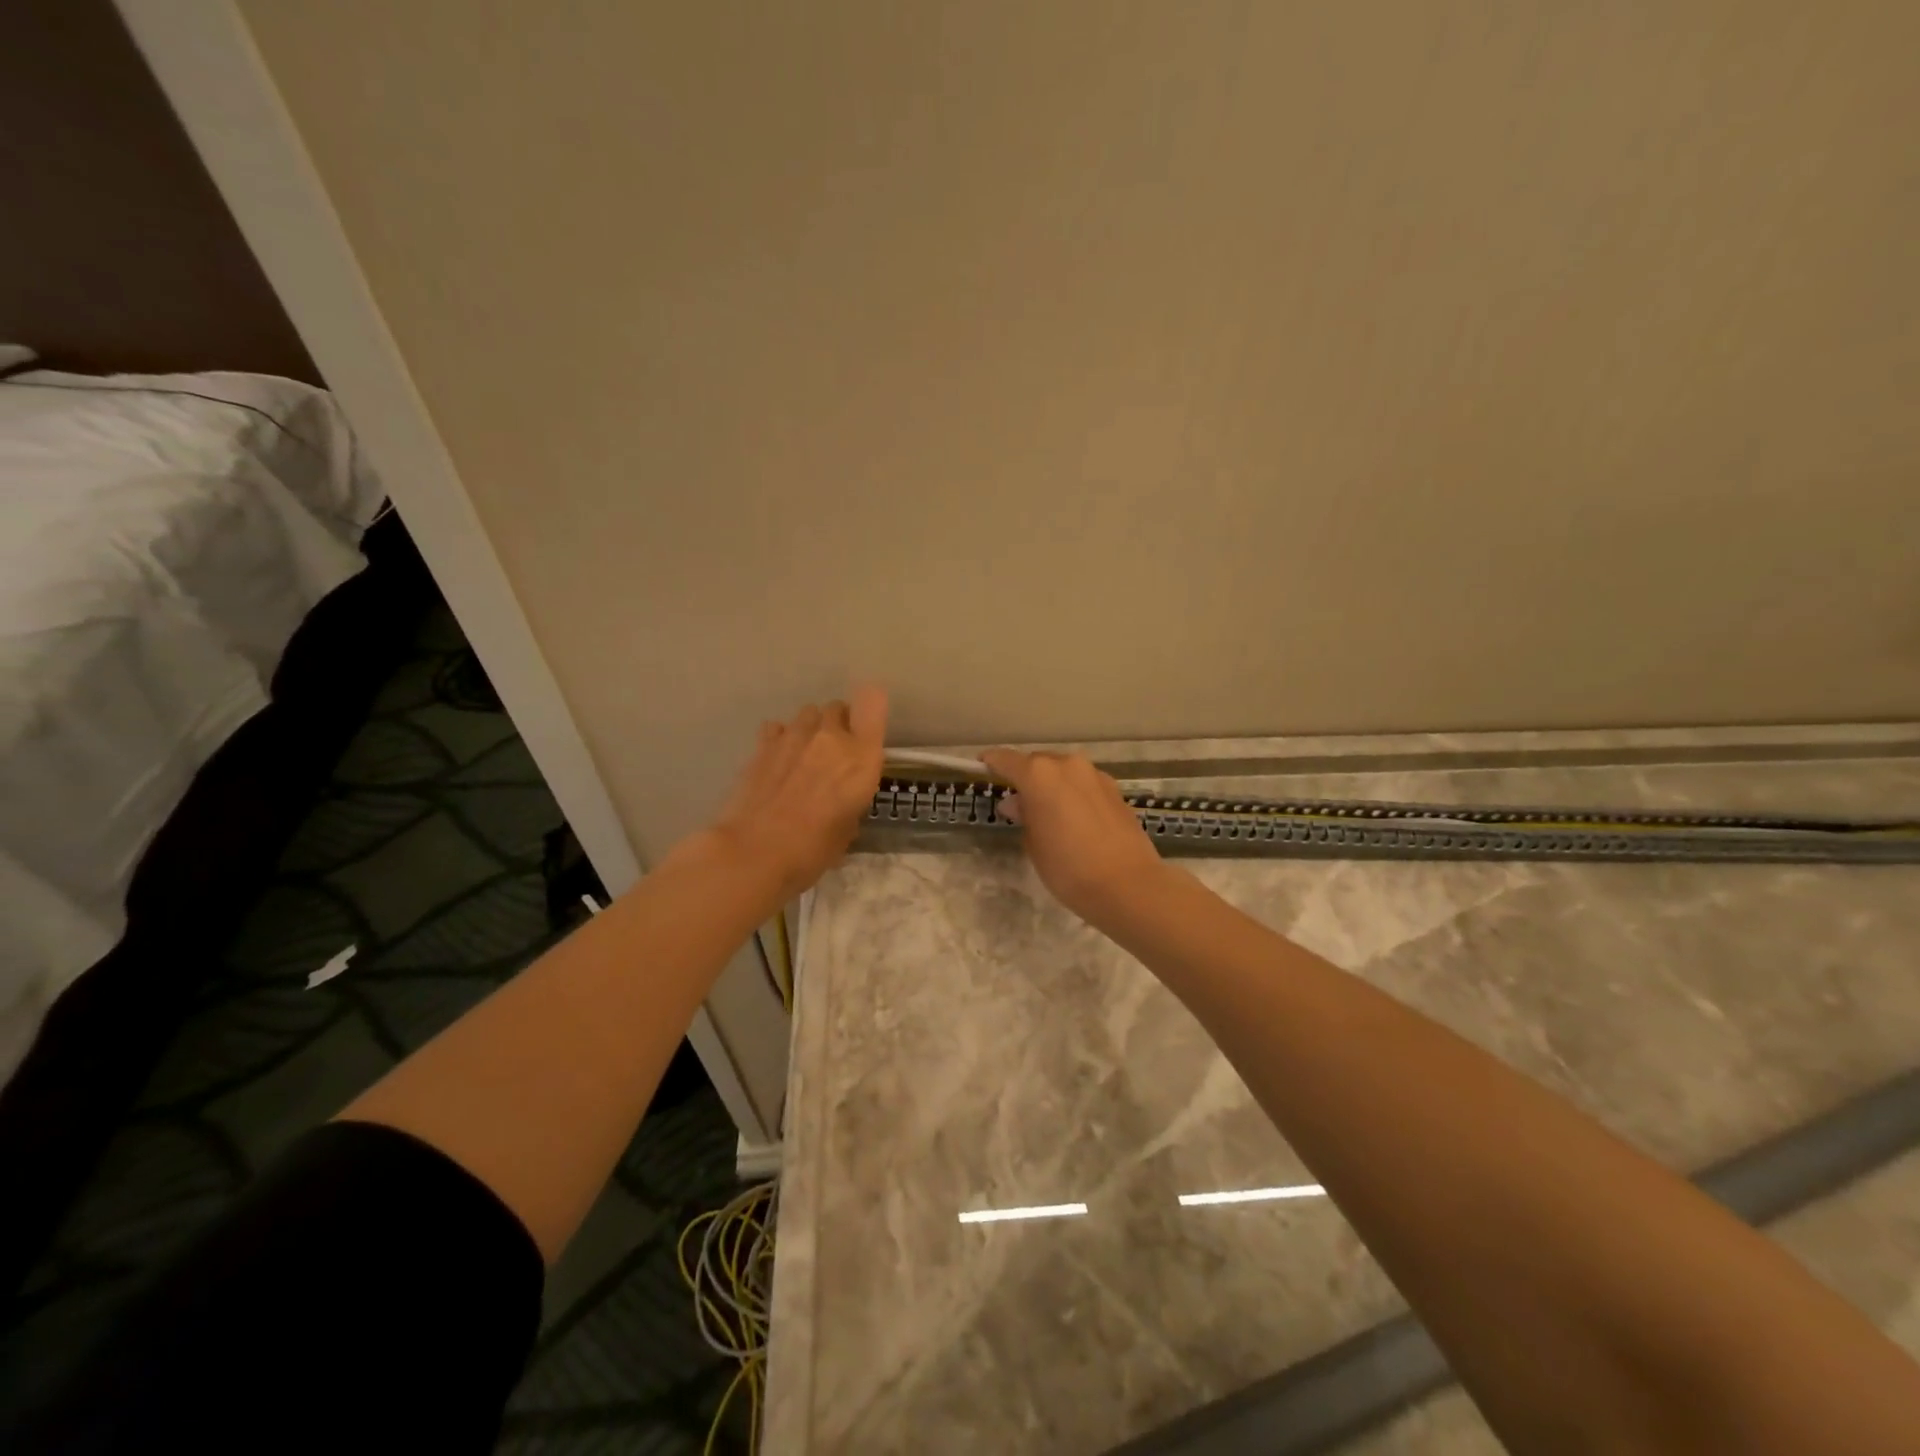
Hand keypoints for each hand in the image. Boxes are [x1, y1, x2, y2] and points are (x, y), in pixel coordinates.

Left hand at [705, 687, 887, 898]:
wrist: (754, 852)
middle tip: (834, 755)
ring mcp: (793, 736)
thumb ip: (850, 803)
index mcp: (861, 757)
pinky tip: (777, 762)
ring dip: (811, 730)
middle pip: (838, 707)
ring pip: (808, 714)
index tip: (867, 730)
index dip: (872, 709)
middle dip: (839, 725)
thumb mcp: (847, 831)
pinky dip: (780, 739)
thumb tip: (840, 803)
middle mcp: (831, 737)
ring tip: (804, 757)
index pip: (873, 701)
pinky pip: (778, 728)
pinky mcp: (763, 744)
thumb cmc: (812, 850)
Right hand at [978, 748, 1167, 926]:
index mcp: (1039, 775)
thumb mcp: (1034, 844)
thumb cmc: (1068, 868)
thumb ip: (1024, 816)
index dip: (991, 763)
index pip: (1006, 760)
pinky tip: (1073, 819)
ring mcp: (1094, 775)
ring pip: (1063, 772)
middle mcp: (1067, 765)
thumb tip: (1017, 804)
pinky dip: (1073, 793)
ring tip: (1046, 812)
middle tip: (1017, 803)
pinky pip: (1083, 784)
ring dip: (1051, 785)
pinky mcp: (1114, 790)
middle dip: (1025, 778)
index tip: (982, 768)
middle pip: (1037, 763)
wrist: (1128, 885)